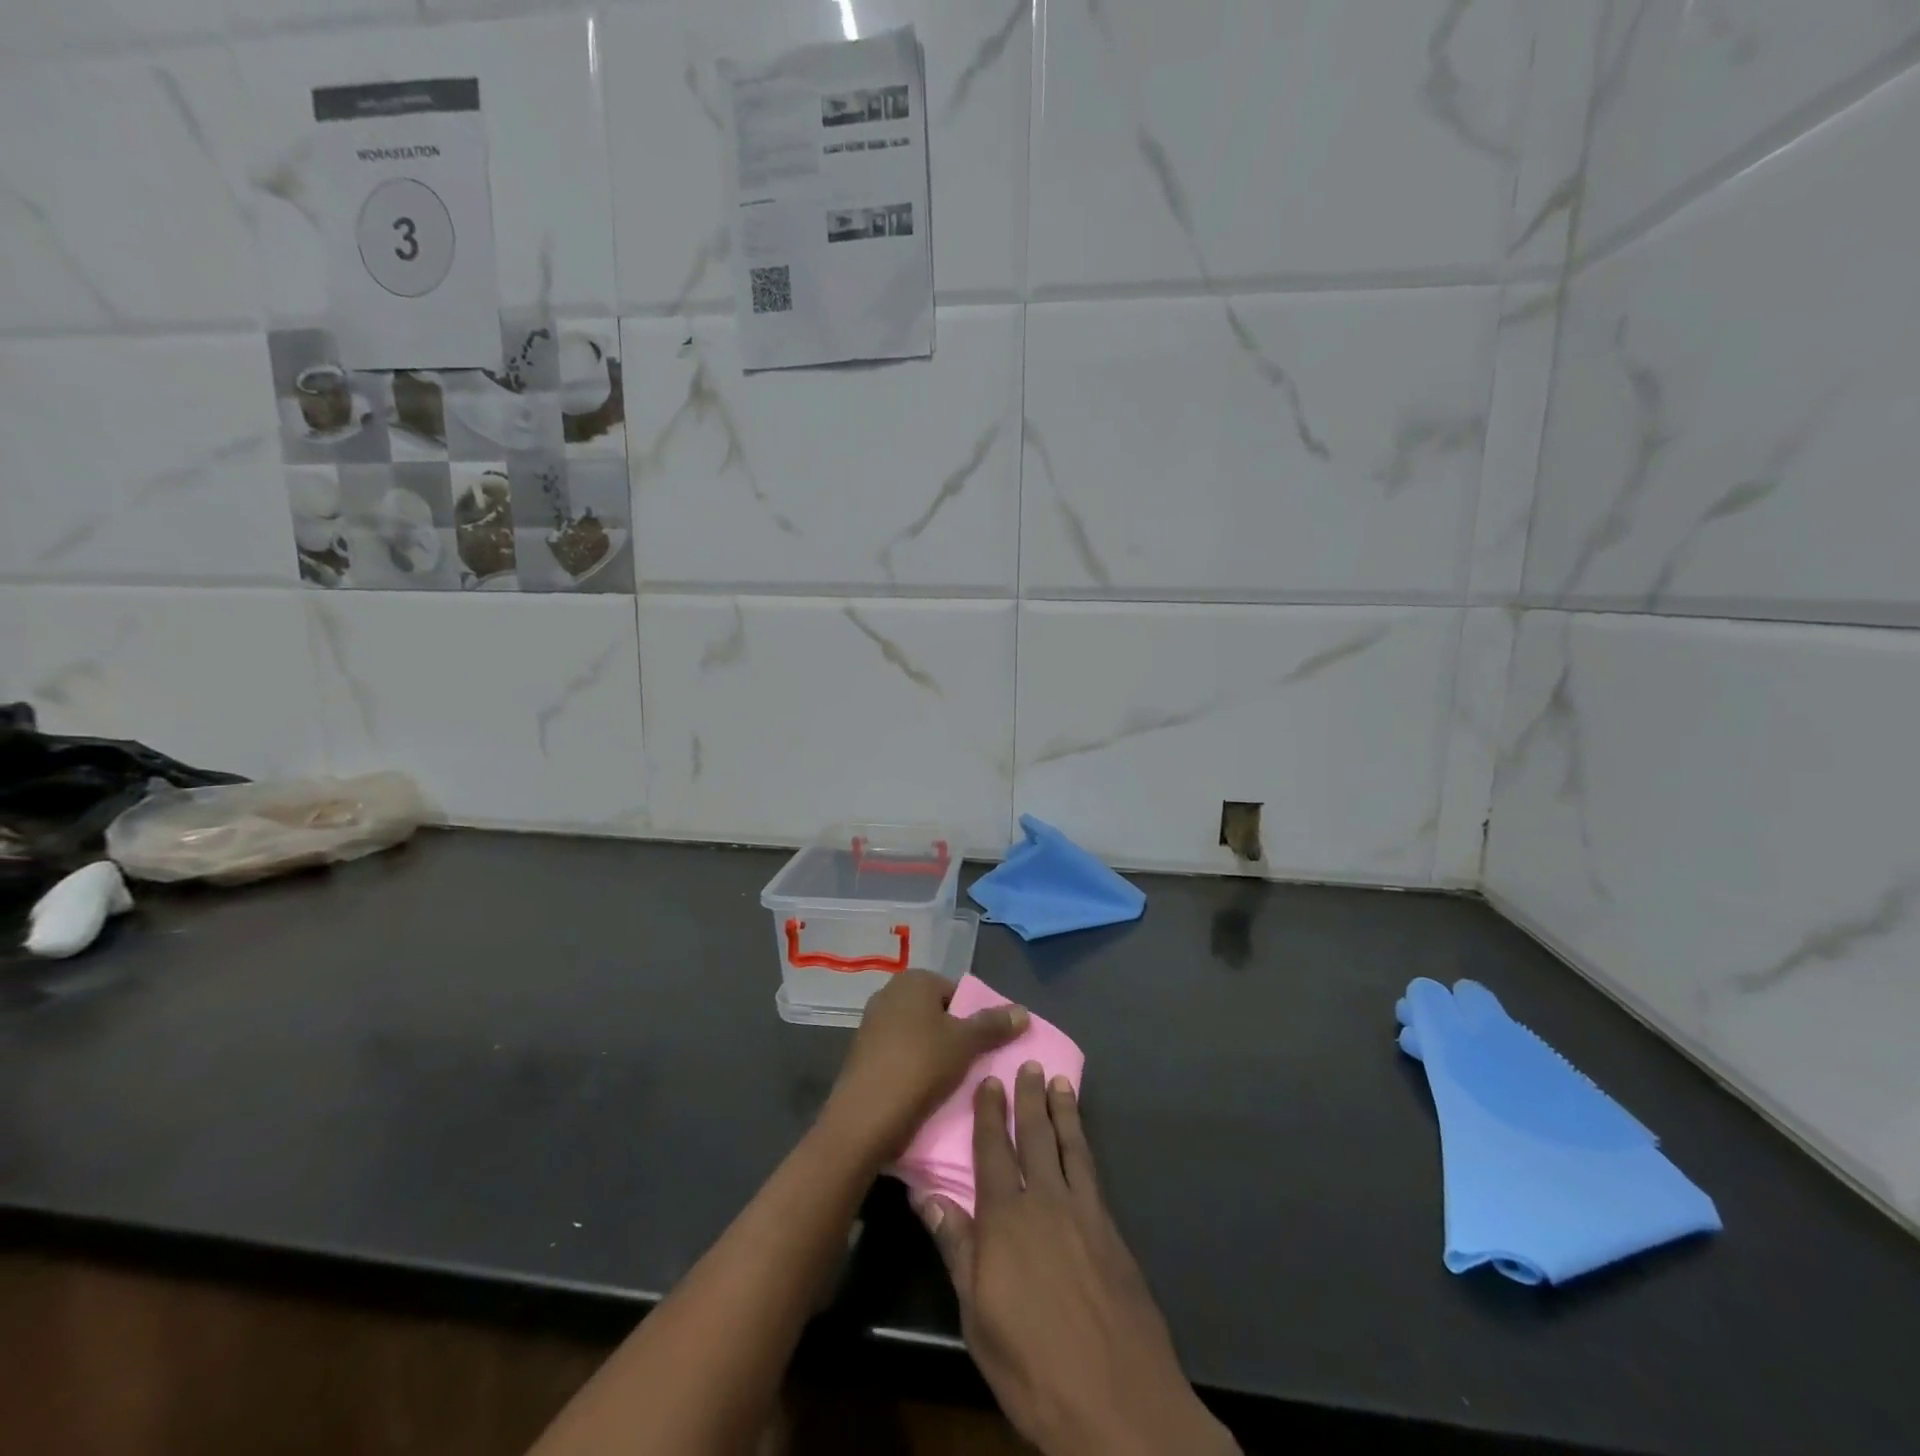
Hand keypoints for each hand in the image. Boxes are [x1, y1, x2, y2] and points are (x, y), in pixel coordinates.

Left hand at [820, 969, 1027, 1162]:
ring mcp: (872, 1023)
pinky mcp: (863, 1053)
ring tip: (953, 1083)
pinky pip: (900, 1054)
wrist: (865, 1117)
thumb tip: (1022, 1010)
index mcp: (914, 980)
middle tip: (974, 1065)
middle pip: (937, 1013)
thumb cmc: (920, 1066)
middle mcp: (889, 993)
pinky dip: (915, 1067)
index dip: (975, 1019)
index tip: (986, 1048)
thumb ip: (994, 1024)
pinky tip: (926, 1091)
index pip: (957, 993)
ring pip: (919, 1035)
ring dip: (936, 1054)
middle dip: (955, 1036)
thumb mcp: (965, 1043)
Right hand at [918, 1068, 1239, 1455]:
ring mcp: (1084, 1213)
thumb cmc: (1032, 1364)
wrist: (1117, 1399)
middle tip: (1030, 1063)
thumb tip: (925, 1195)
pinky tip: (1084, 1143)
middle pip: (1035, 1138)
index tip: (990, 1080)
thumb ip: (956, 1248)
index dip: (990, 1114)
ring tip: (1061, 1083)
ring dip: (1063, 1112)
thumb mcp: (977, 1316)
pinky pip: (1093, 1172)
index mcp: (1005, 1219)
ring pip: (1070, 1147)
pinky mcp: (1112, 1231)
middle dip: (1030, 1099)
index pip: (993, 1152)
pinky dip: (1085, 1146)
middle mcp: (1045, 1201)